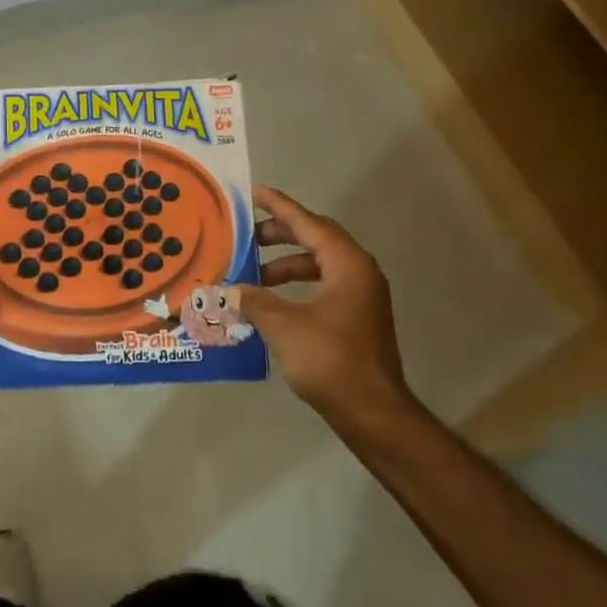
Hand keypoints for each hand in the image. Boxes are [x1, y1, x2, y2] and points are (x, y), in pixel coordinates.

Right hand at [229, 185, 421, 431]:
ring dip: (286, 264)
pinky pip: (323, 285)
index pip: (308, 223)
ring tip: (252, 273)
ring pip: (319, 264)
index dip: (279, 207)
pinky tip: (272, 301)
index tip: (254, 192)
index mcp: (347, 264)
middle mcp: (359, 272)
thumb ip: (255, 300)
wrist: (374, 414)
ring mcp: (361, 297)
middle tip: (246, 235)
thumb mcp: (283, 326)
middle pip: (315, 239)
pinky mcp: (357, 319)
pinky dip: (296, 285)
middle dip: (280, 234)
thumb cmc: (330, 360)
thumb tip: (233, 290)